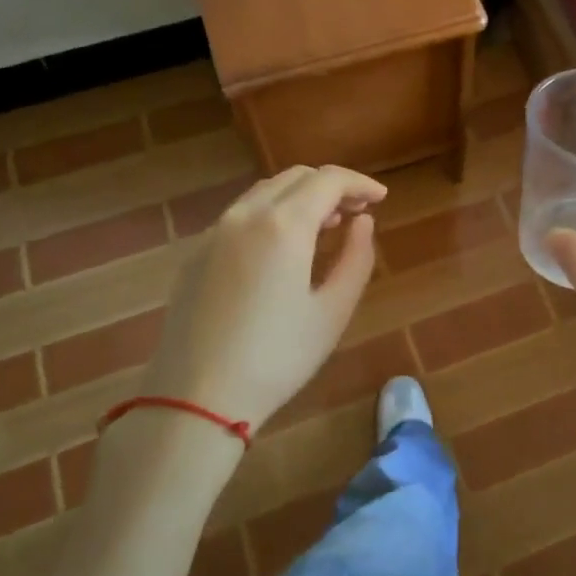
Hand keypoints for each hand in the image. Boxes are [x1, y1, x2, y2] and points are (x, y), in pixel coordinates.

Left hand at [142, 165, 384, 431]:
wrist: (196, 397)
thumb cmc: (277, 357)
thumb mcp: (333, 311)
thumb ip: (356, 258)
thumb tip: (362, 222)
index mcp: (283, 225)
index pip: (328, 180)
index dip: (359, 183)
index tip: (380, 199)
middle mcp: (245, 215)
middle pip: (295, 177)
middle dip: (331, 187)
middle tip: (357, 213)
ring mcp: (214, 232)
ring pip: (265, 192)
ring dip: (300, 198)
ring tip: (325, 226)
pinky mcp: (195, 253)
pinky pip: (241, 215)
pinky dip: (271, 214)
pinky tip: (282, 248)